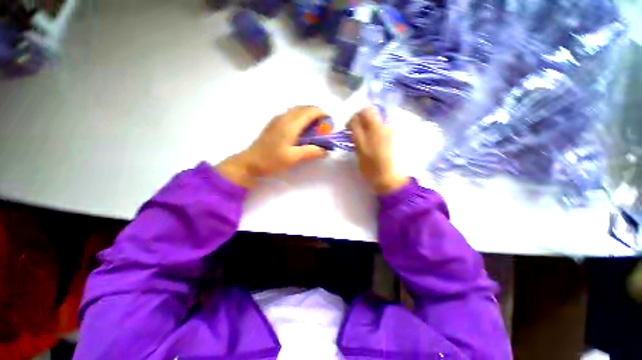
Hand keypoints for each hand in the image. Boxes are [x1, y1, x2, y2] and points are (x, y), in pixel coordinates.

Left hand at [216, 106, 328, 187]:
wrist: (250, 162)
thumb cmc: (272, 160)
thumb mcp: (293, 158)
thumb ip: (311, 152)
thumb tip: (325, 150)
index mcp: (290, 124)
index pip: (310, 111)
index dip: (322, 114)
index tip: (330, 122)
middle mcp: (284, 117)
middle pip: (304, 107)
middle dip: (317, 113)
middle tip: (324, 127)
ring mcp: (278, 119)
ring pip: (297, 110)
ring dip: (309, 115)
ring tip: (315, 128)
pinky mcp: (274, 123)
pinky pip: (291, 114)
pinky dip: (301, 117)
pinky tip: (302, 130)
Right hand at [348, 107, 407, 194]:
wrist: (389, 177)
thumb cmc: (370, 171)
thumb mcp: (359, 156)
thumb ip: (357, 142)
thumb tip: (355, 133)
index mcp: (362, 140)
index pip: (354, 121)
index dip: (351, 121)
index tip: (350, 126)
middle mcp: (374, 131)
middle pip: (367, 111)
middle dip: (361, 114)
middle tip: (359, 122)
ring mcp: (386, 131)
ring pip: (377, 115)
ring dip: (371, 119)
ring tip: (370, 130)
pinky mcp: (393, 133)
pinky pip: (385, 123)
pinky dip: (379, 126)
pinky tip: (379, 136)